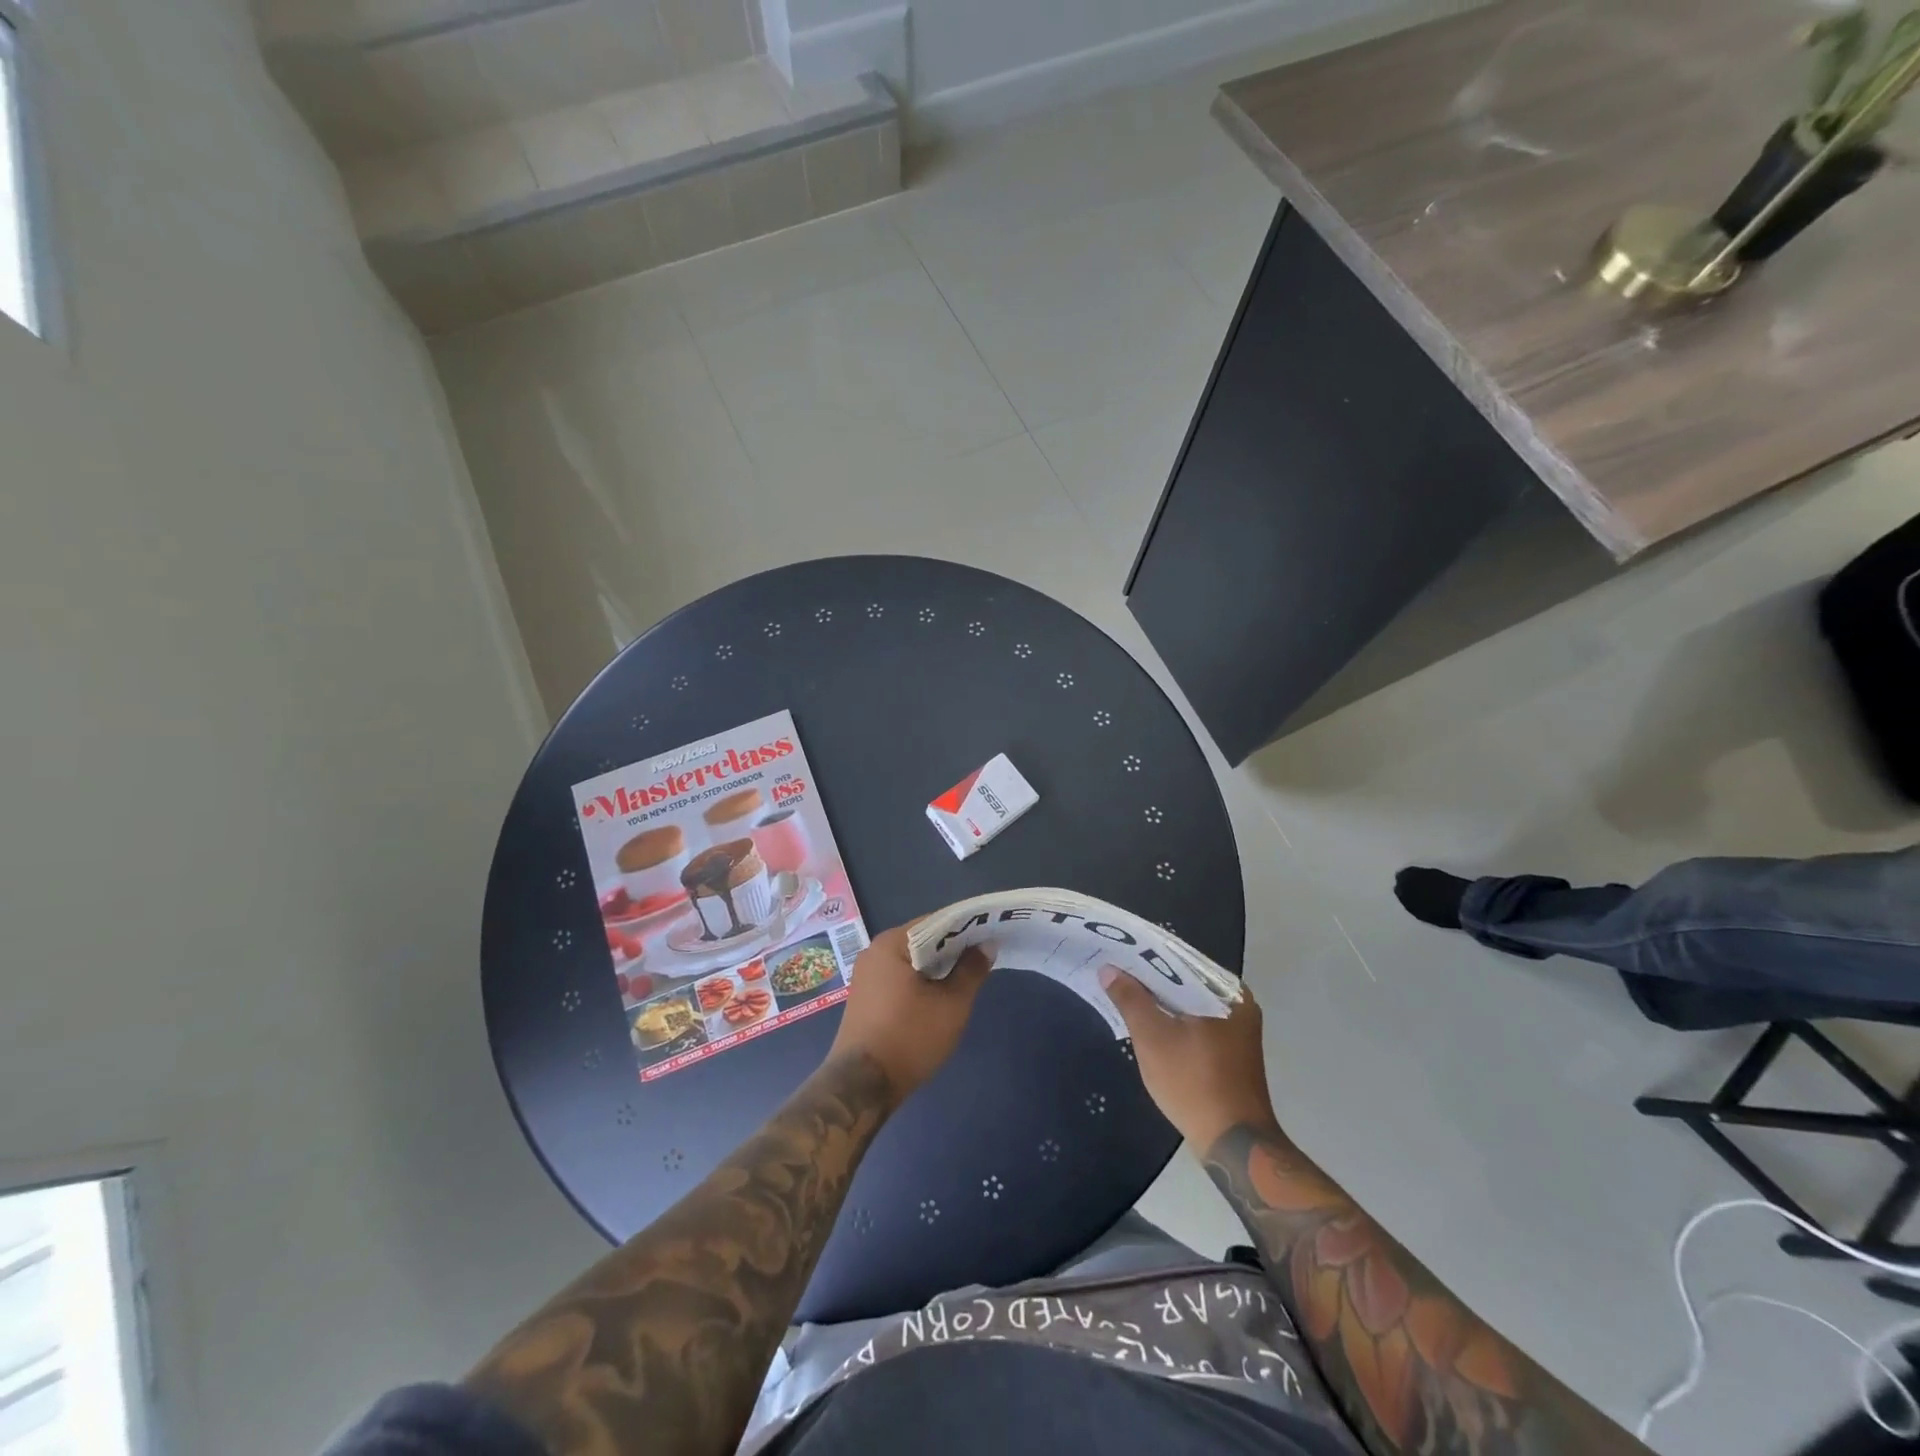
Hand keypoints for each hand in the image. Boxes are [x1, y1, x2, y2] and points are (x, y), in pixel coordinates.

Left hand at [830, 923, 990, 1100]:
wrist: (861, 1086)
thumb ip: (971, 970)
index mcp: (892, 943)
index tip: (990, 933)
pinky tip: (939, 994)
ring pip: (910, 959)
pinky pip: (898, 976)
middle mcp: (874, 951)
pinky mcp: (865, 996)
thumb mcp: (951, 1004)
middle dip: (952, 947)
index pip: (936, 921)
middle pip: (921, 939)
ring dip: (937, 966)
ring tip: (966, 975)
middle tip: (983, 956)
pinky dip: (920, 979)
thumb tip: (986, 945)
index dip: (965, 927)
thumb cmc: (910, 1037)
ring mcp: (866, 975)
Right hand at [1100, 968, 1277, 1150]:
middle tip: (1114, 969)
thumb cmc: (1193, 1083)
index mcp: (1227, 991)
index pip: (1179, 958)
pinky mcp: (1232, 1048)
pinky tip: (1148, 1019)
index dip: (1145, 954)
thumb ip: (1130, 999)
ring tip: (1124, 990)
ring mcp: (1237, 1027)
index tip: (1116, 950)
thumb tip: (1109, 969)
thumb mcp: (1153, 1038)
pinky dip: (1174, 1018)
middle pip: (1184, 979)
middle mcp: (1238, 1002)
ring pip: (1189, 1001)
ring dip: (1160, 999)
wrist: (1234, 1143)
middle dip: (1150, 977)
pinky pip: (1196, 1020)